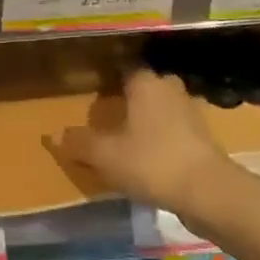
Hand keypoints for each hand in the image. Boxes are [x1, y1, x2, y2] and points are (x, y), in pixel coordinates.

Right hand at [56, 68, 235, 215]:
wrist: (208, 191)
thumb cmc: (152, 161)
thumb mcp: (106, 155)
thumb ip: (79, 143)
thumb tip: (51, 135)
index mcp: (145, 82)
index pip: (123, 67)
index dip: (107, 77)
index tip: (92, 88)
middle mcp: (168, 87)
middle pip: (144, 85)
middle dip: (128, 96)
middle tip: (108, 111)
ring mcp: (190, 110)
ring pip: (161, 105)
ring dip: (147, 116)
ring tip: (127, 134)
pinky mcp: (202, 135)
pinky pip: (174, 126)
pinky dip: (162, 135)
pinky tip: (150, 153)